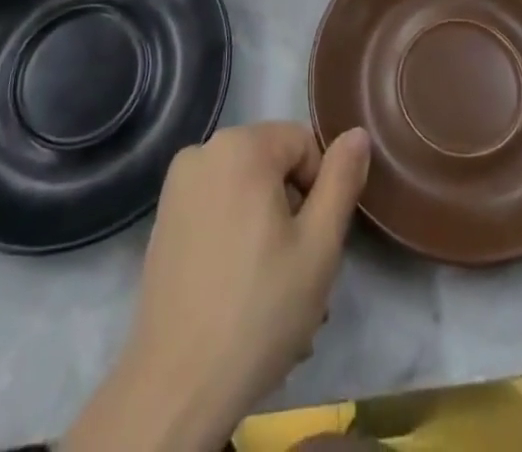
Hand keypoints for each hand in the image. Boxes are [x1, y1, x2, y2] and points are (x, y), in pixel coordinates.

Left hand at [64, 122, 370, 451]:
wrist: (177, 387)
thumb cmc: (259, 310)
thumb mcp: (319, 245)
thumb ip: (342, 180)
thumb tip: (357, 133)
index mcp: (241, 145)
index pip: (303, 145)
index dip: (319, 191)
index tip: (315, 243)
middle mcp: (203, 151)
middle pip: (273, 167)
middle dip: (294, 214)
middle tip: (301, 276)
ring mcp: (177, 187)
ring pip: (246, 193)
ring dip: (269, 233)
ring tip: (276, 296)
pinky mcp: (163, 221)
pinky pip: (218, 211)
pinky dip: (237, 240)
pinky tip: (243, 294)